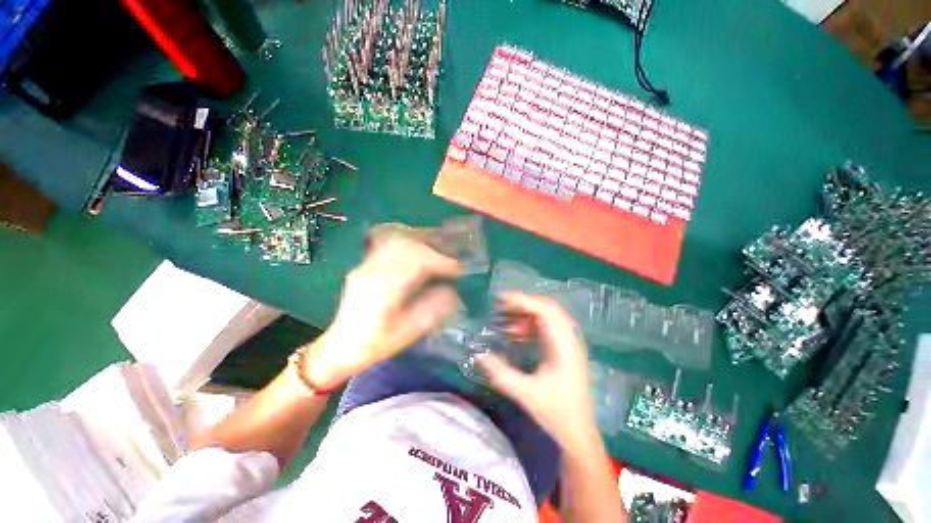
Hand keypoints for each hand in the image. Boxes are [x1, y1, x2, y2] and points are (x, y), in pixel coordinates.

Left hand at [300, 238, 460, 389]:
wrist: (339, 347)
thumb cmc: (374, 344)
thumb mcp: (406, 333)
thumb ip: (431, 310)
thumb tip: (451, 290)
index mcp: (383, 290)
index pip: (416, 262)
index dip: (440, 261)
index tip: (457, 267)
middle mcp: (372, 272)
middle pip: (407, 247)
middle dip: (434, 250)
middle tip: (451, 260)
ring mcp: (365, 266)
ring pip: (397, 242)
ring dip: (422, 244)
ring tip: (439, 252)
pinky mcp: (364, 265)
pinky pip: (389, 246)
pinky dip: (409, 244)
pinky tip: (419, 250)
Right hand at [477, 292, 599, 448]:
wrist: (579, 433)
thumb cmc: (556, 413)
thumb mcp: (525, 393)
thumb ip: (500, 373)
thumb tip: (478, 354)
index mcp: (563, 345)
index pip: (545, 310)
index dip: (523, 300)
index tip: (500, 299)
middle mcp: (569, 338)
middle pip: (547, 308)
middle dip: (523, 304)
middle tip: (500, 306)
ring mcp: (568, 343)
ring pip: (547, 316)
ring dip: (526, 314)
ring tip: (505, 320)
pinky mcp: (565, 349)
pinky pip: (547, 327)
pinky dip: (530, 325)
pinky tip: (516, 335)